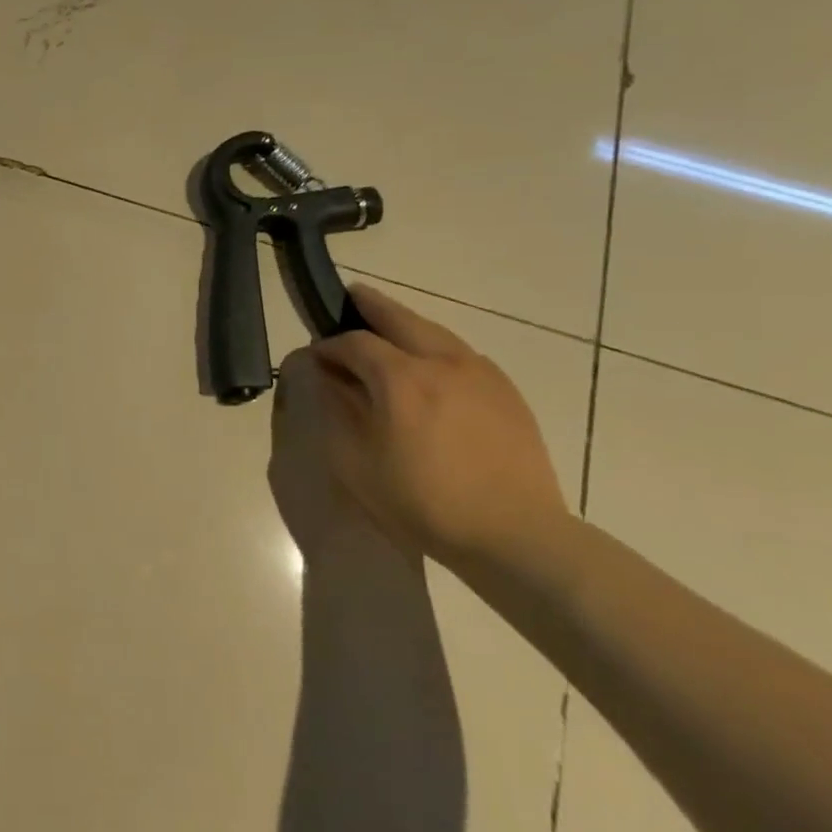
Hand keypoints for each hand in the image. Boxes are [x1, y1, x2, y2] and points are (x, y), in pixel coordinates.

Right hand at [270, 283, 568, 569]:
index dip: (329, 346)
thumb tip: (327, 379)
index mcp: (400, 378)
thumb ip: (336, 412)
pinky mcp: (506, 391)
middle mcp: (441, 361)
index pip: (354, 342)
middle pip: (399, 317)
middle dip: (369, 305)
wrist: (515, 534)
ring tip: (388, 329)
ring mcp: (480, 372)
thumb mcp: (356, 464)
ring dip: (405, 324)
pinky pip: (461, 354)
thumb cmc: (423, 502)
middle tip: (350, 297)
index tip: (316, 358)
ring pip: (434, 331)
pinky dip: (435, 347)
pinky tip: (430, 367)